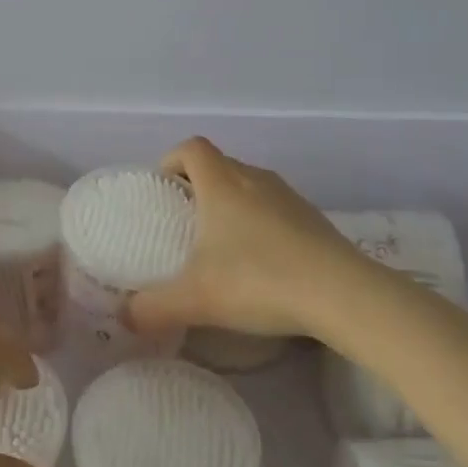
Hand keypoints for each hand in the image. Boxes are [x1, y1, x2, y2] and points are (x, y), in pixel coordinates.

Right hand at [128, 137, 372, 341]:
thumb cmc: (259, 280)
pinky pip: (275, 208)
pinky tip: (261, 263)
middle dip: (198, 185)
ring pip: (249, 185)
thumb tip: (125, 318)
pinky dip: (260, 223)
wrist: (342, 294)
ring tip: (222, 244)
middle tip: (185, 223)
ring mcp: (289, 197)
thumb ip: (152, 308)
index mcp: (222, 184)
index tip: (163, 190)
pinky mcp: (314, 219)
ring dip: (231, 203)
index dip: (172, 160)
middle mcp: (255, 179)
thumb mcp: (195, 299)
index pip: (191, 148)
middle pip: (219, 164)